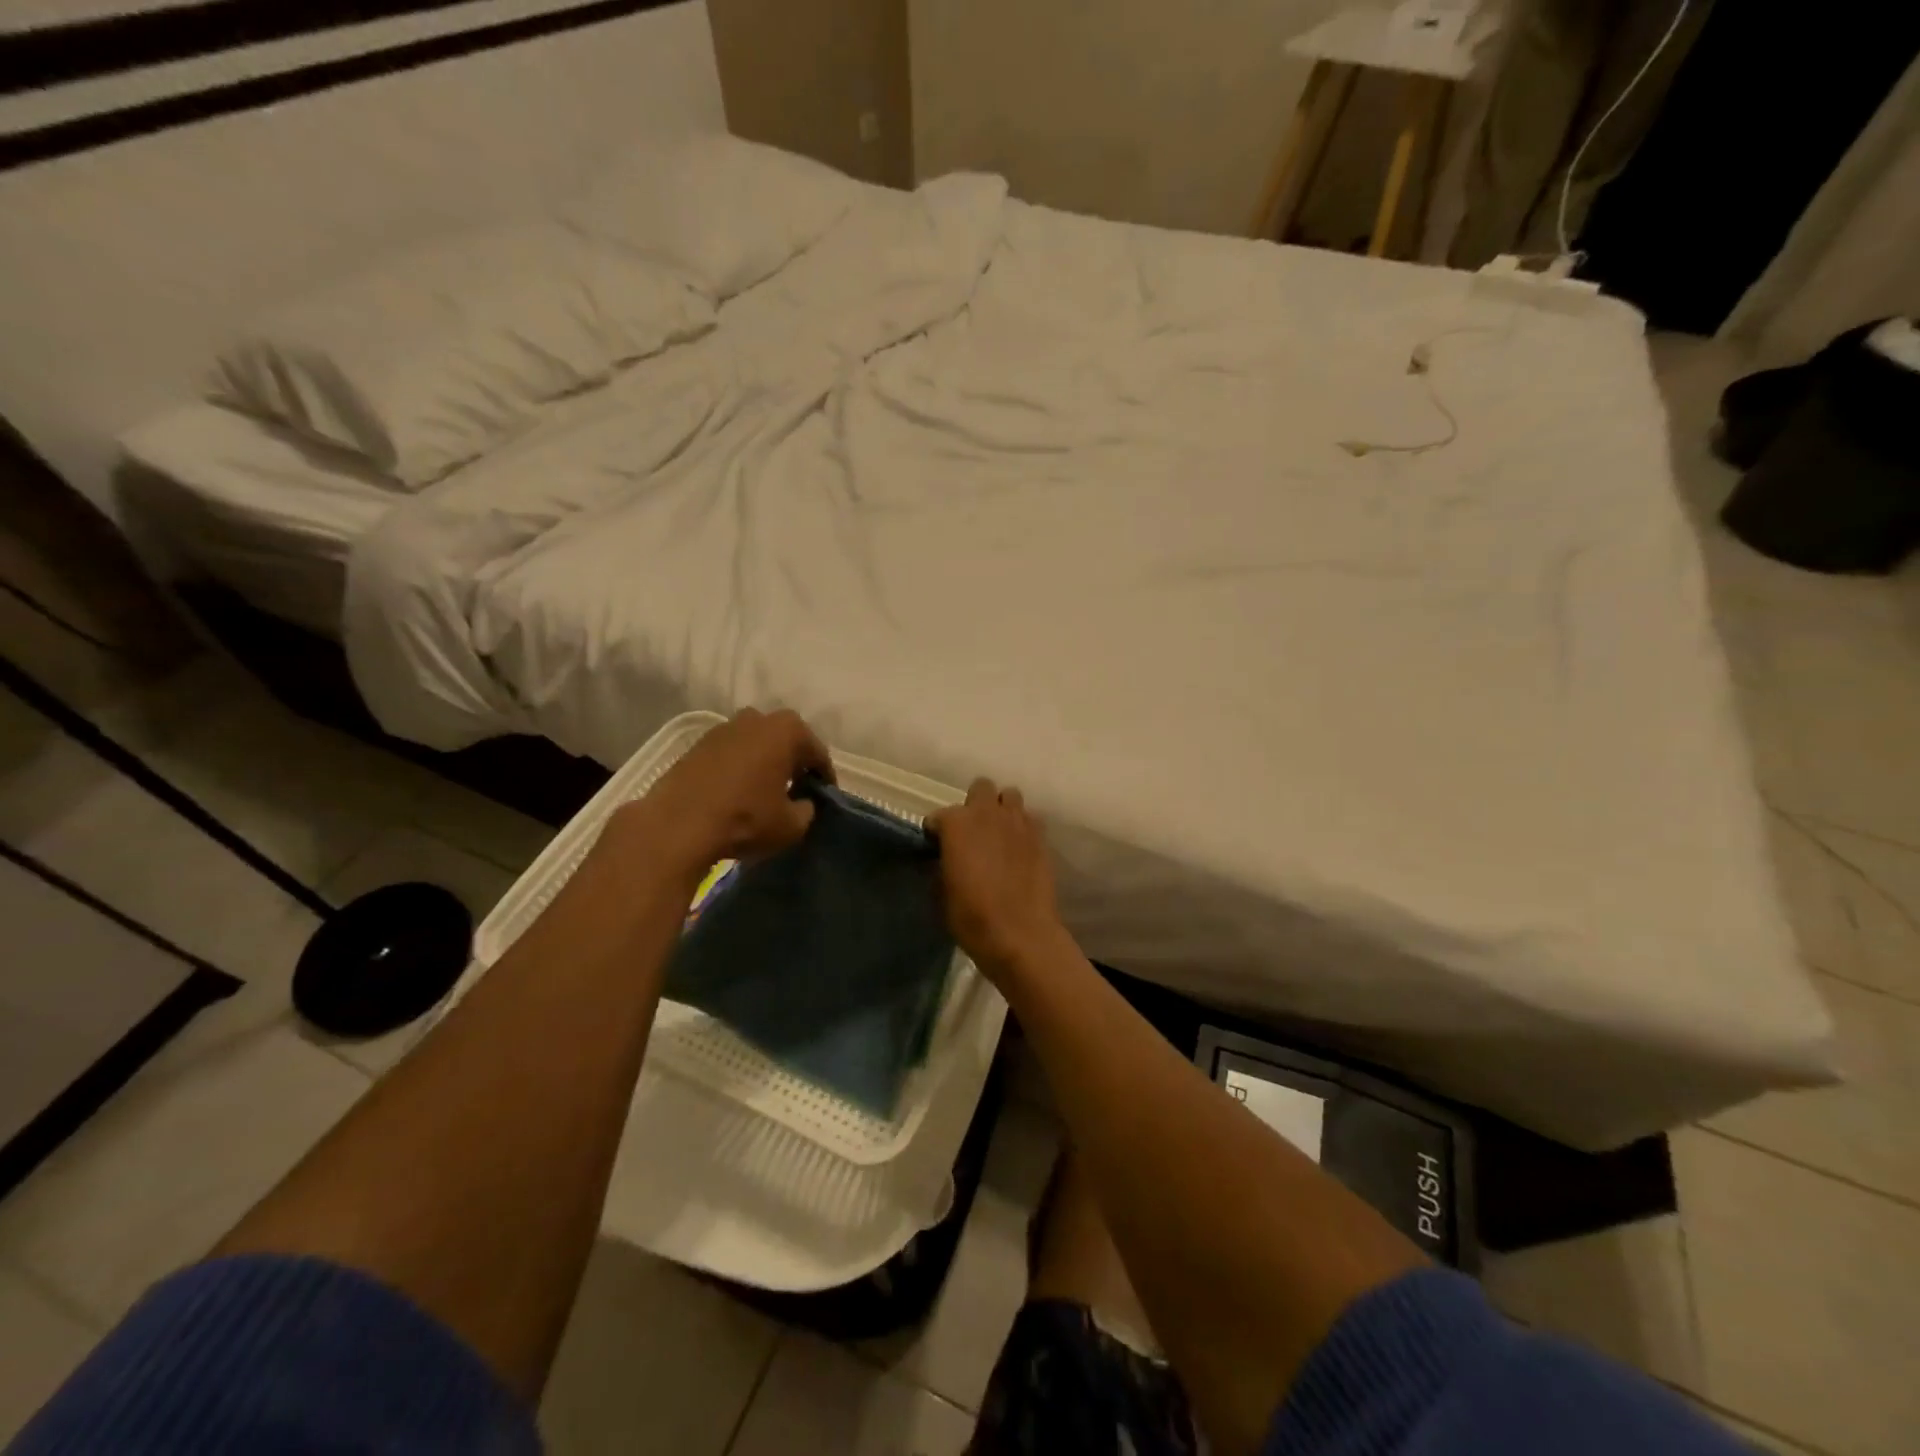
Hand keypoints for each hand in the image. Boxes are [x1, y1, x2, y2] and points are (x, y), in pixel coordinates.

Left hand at [611, 708, 832, 874]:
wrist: (677, 825)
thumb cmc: (745, 819)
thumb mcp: (792, 825)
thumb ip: (807, 810)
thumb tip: (802, 804)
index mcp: (787, 730)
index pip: (817, 753)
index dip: (824, 778)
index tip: (825, 798)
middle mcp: (756, 718)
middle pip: (785, 741)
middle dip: (793, 763)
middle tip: (797, 790)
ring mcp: (723, 728)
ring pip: (756, 744)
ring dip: (764, 763)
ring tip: (765, 792)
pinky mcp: (697, 744)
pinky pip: (730, 754)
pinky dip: (739, 768)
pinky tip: (737, 792)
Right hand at [930, 779, 1067, 975]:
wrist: (1020, 934)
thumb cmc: (972, 917)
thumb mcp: (941, 894)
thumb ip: (941, 866)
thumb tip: (945, 860)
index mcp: (957, 824)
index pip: (938, 817)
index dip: (936, 833)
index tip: (937, 849)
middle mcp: (987, 813)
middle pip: (980, 788)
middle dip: (974, 805)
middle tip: (972, 833)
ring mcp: (1018, 821)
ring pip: (1009, 796)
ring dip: (1001, 810)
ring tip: (998, 834)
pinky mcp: (1040, 836)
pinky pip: (1030, 818)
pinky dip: (1022, 827)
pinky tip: (1018, 847)